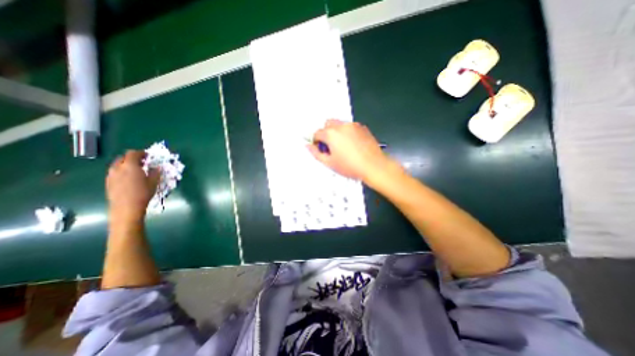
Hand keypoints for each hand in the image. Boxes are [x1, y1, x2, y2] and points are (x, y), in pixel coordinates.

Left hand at [105, 150, 161, 224]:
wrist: (126, 207)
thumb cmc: (143, 193)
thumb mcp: (154, 182)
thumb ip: (155, 172)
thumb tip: (157, 167)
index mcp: (130, 166)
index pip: (133, 153)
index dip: (141, 153)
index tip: (148, 156)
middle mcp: (118, 168)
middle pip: (123, 157)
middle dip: (133, 158)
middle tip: (142, 162)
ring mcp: (111, 175)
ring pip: (117, 164)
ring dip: (126, 164)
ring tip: (136, 170)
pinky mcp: (108, 182)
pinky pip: (114, 172)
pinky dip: (122, 171)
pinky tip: (129, 178)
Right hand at [306, 122, 395, 184]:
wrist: (373, 166)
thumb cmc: (352, 166)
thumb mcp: (329, 163)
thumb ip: (316, 153)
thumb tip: (309, 147)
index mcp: (331, 134)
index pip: (317, 133)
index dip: (316, 141)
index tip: (319, 148)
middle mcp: (342, 126)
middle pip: (327, 124)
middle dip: (326, 133)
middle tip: (330, 146)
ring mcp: (353, 126)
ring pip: (339, 124)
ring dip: (336, 132)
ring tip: (342, 147)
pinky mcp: (362, 128)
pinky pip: (350, 127)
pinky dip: (347, 132)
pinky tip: (351, 145)